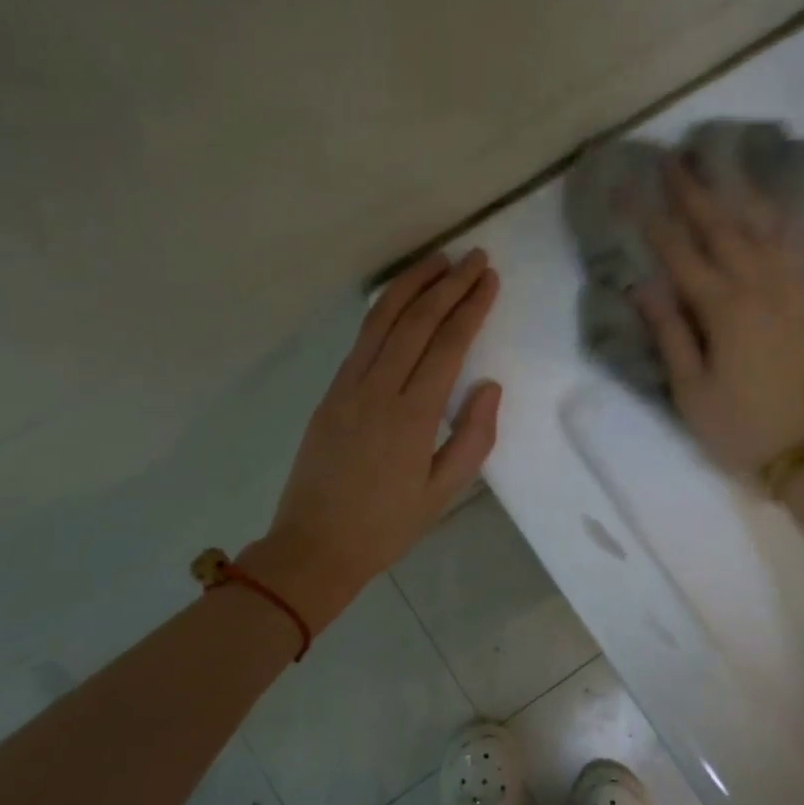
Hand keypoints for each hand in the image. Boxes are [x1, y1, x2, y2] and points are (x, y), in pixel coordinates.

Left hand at [247, 250, 500, 626]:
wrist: (314, 546)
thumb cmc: (386, 527)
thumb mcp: (443, 492)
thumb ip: (472, 436)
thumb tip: (489, 386)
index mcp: (412, 415)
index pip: (447, 344)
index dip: (471, 307)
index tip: (489, 279)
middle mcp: (378, 389)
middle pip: (416, 321)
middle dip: (448, 284)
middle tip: (473, 258)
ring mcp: (347, 387)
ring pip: (381, 320)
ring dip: (411, 284)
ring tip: (437, 261)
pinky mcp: (330, 392)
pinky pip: (360, 339)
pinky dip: (382, 309)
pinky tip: (398, 298)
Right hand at [633, 159, 803, 478]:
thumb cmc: (740, 428)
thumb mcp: (691, 390)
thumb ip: (670, 333)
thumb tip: (642, 285)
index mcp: (725, 309)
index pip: (680, 253)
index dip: (651, 219)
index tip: (628, 188)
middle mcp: (759, 288)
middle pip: (722, 228)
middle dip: (693, 191)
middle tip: (672, 159)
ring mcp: (788, 294)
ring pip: (761, 230)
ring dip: (736, 195)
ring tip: (719, 167)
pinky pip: (792, 251)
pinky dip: (778, 223)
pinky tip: (769, 212)